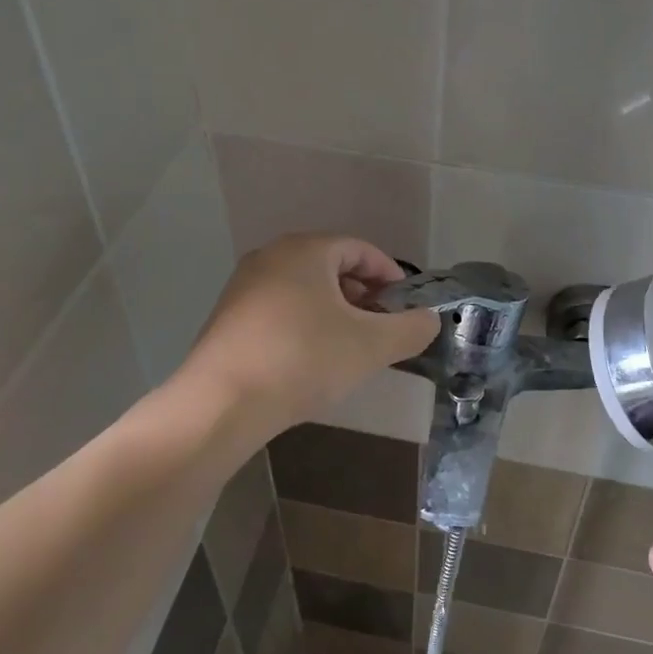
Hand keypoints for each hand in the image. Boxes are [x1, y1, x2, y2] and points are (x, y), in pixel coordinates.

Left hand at [176, 235, 439, 437]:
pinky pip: (279, 310)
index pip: (360, 249)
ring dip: (334, 312)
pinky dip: (304, 325)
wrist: (222, 403)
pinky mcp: (227, 319)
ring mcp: (243, 287)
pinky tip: (311, 360)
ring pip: (304, 290)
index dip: (390, 275)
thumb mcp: (371, 346)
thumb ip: (411, 329)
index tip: (405, 306)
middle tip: (382, 328)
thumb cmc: (304, 359)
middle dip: (363, 295)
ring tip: (350, 347)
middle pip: (330, 267)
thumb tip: (430, 320)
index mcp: (306, 250)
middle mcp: (271, 257)